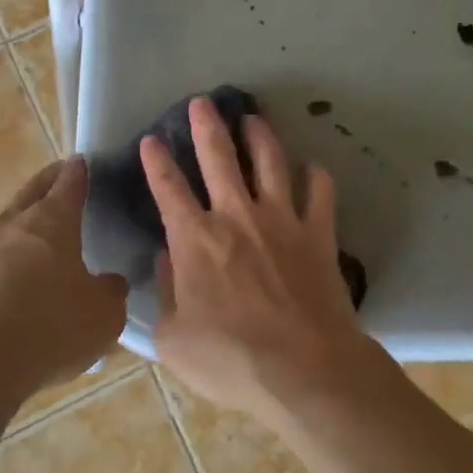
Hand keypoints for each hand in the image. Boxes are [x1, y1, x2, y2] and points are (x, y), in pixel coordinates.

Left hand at [0, 158, 127, 392]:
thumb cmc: (53, 325)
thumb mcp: (104, 313)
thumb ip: (111, 290)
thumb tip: (109, 282)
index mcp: (53, 219)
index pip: (70, 180)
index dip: (80, 170)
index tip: (85, 164)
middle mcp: (14, 223)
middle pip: (33, 189)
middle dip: (49, 181)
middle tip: (63, 179)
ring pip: (8, 221)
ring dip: (24, 220)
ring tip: (39, 232)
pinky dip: (5, 257)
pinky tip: (14, 276)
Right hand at [140, 99, 374, 423]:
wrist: (305, 370)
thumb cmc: (231, 360)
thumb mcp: (174, 339)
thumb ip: (165, 294)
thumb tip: (166, 260)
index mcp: (195, 240)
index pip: (168, 189)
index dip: (156, 161)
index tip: (151, 139)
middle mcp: (237, 216)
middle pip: (219, 157)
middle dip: (206, 125)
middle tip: (202, 102)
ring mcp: (282, 220)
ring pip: (270, 161)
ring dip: (260, 135)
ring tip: (253, 118)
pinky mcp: (318, 232)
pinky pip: (320, 191)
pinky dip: (315, 176)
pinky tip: (311, 167)